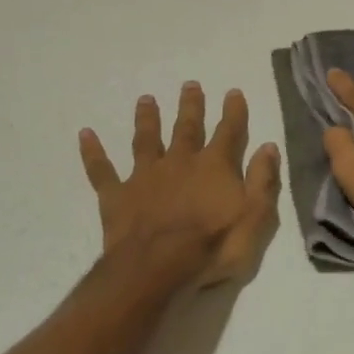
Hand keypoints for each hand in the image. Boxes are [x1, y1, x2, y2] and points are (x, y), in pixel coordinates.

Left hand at [79, 83, 281, 287]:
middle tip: (189, 84)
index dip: (233, 111)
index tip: (233, 92)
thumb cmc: (213, 246)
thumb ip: (263, 180)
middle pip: (186, 128)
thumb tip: (269, 146)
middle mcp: (180, 162)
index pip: (228, 131)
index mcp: (214, 166)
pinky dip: (93, 152)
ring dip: (147, 119)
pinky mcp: (117, 196)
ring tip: (145, 99)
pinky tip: (85, 134)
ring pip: (146, 140)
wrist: (158, 269)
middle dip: (190, 106)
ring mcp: (145, 176)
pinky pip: (102, 170)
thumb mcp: (255, 216)